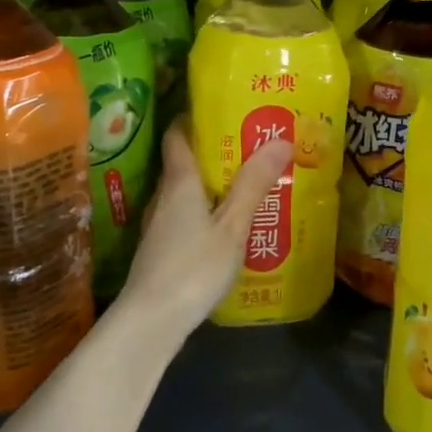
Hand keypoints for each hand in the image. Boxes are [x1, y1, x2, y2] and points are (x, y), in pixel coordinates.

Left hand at [112, 119, 291, 348]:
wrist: (151, 321)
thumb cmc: (193, 267)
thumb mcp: (232, 225)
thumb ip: (253, 184)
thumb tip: (281, 138)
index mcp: (179, 182)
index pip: (177, 135)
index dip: (194, 117)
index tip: (221, 109)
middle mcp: (163, 197)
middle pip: (183, 163)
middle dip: (213, 152)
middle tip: (249, 148)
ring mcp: (157, 225)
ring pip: (184, 193)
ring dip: (210, 185)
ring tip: (245, 185)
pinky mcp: (160, 250)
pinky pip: (184, 217)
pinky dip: (204, 212)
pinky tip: (226, 227)